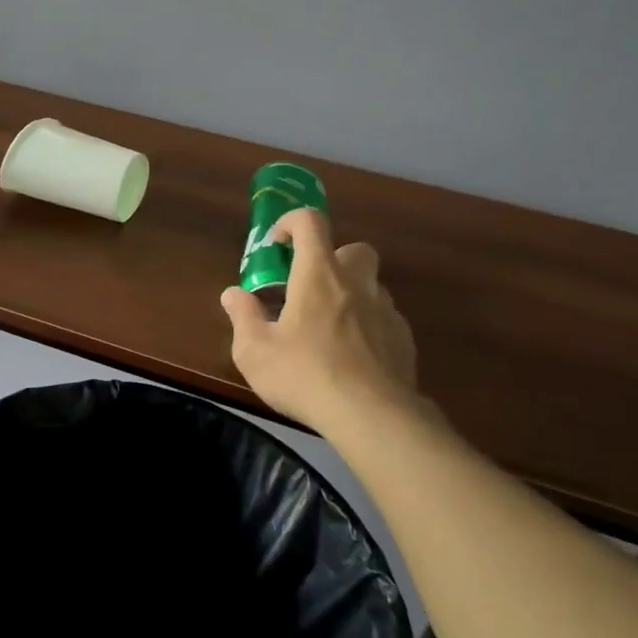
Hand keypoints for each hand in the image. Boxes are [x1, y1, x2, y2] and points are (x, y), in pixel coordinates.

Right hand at [221, 207, 420, 430]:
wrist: (372, 416)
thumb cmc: (305, 374)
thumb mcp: (255, 351)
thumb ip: (243, 316)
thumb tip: (233, 294)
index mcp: (318, 275)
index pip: (311, 222)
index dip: (292, 222)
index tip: (277, 243)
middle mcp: (357, 283)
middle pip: (354, 249)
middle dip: (333, 259)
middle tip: (310, 287)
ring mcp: (386, 311)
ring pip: (372, 285)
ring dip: (352, 294)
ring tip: (329, 328)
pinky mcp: (404, 340)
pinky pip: (385, 319)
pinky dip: (368, 326)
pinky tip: (353, 357)